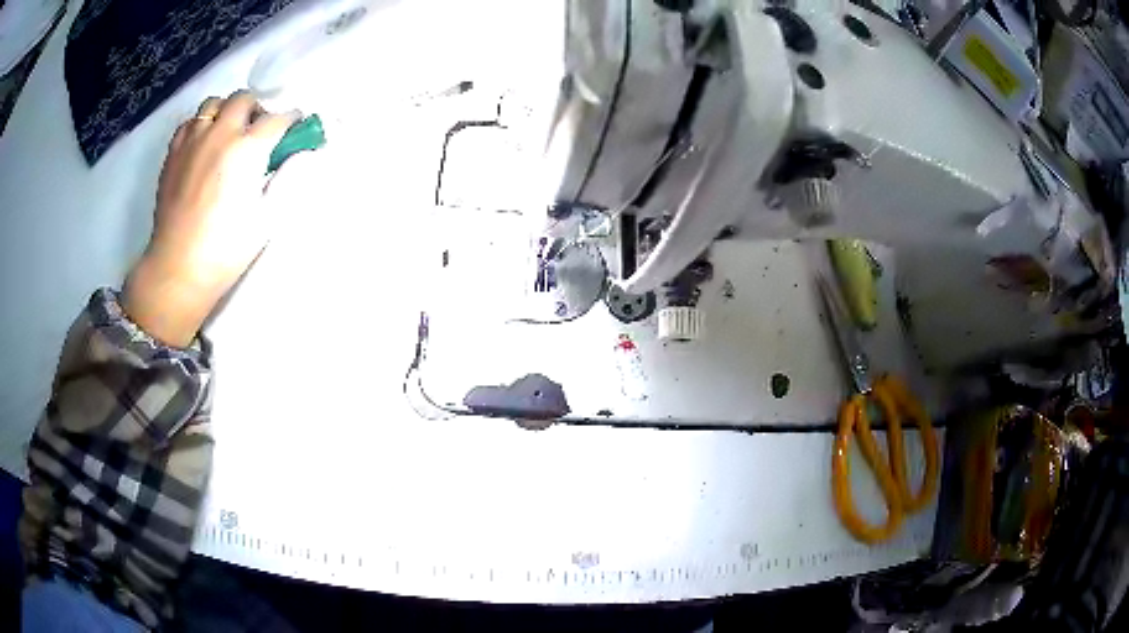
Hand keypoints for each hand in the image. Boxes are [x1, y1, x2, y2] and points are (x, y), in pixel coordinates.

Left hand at [124, 91, 298, 346]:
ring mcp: (193, 141)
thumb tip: (302, 153)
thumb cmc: (225, 250)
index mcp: (247, 149)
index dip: (292, 121)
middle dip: (258, 109)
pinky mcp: (173, 153)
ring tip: (228, 133)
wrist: (178, 269)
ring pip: (214, 104)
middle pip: (244, 99)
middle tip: (259, 132)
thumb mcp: (267, 218)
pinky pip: (190, 122)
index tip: (295, 129)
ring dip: (227, 111)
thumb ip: (287, 178)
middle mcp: (220, 134)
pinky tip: (203, 144)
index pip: (278, 118)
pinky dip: (201, 124)